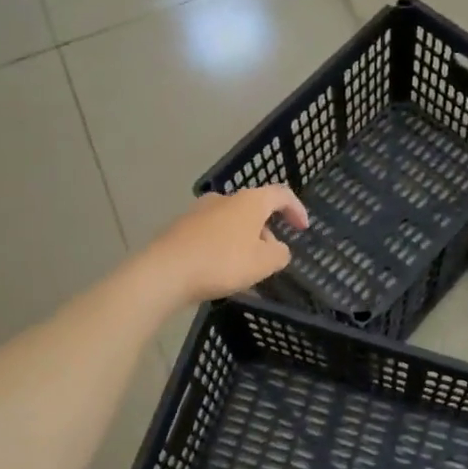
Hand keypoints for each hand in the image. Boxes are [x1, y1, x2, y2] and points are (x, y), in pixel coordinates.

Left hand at [144, 187, 309, 304]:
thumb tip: (277, 248)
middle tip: (270, 259)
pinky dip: (222, 249)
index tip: (302, 228)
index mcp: (249, 201)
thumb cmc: (222, 262)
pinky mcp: (181, 228)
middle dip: (265, 232)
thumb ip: (279, 254)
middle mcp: (224, 199)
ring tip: (245, 271)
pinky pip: (211, 236)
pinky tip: (220, 273)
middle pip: (253, 210)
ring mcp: (199, 212)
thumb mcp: (264, 263)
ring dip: (243, 243)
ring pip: (231, 224)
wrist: (165, 272)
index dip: (296, 209)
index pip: (281, 195)